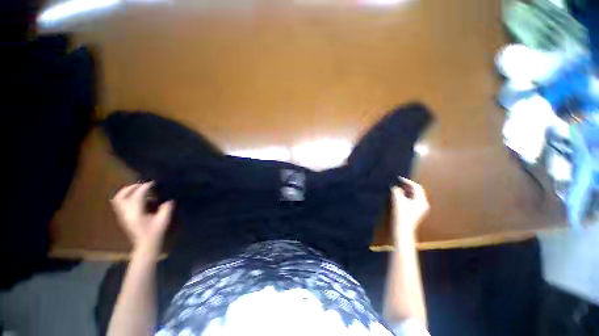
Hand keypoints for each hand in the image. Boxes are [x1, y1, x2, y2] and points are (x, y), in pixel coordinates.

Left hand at [110, 182, 173, 251]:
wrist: (146, 245)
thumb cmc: (155, 233)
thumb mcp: (164, 220)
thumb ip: (166, 208)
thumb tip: (168, 199)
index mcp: (136, 213)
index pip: (137, 196)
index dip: (145, 187)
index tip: (154, 183)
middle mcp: (126, 213)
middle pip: (122, 195)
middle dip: (133, 187)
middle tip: (144, 184)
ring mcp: (123, 215)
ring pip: (118, 199)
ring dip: (127, 191)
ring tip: (138, 189)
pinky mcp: (123, 217)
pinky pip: (120, 203)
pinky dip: (126, 197)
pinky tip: (137, 198)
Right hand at [391, 178, 428, 234]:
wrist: (401, 230)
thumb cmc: (401, 214)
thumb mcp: (397, 200)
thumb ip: (396, 190)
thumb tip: (396, 187)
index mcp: (421, 201)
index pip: (416, 187)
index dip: (407, 181)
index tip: (398, 178)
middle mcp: (423, 204)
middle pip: (416, 192)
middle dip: (406, 187)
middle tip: (397, 183)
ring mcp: (419, 209)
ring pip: (413, 197)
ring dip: (405, 192)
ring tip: (396, 189)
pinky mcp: (414, 213)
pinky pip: (410, 201)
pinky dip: (404, 197)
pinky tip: (397, 198)